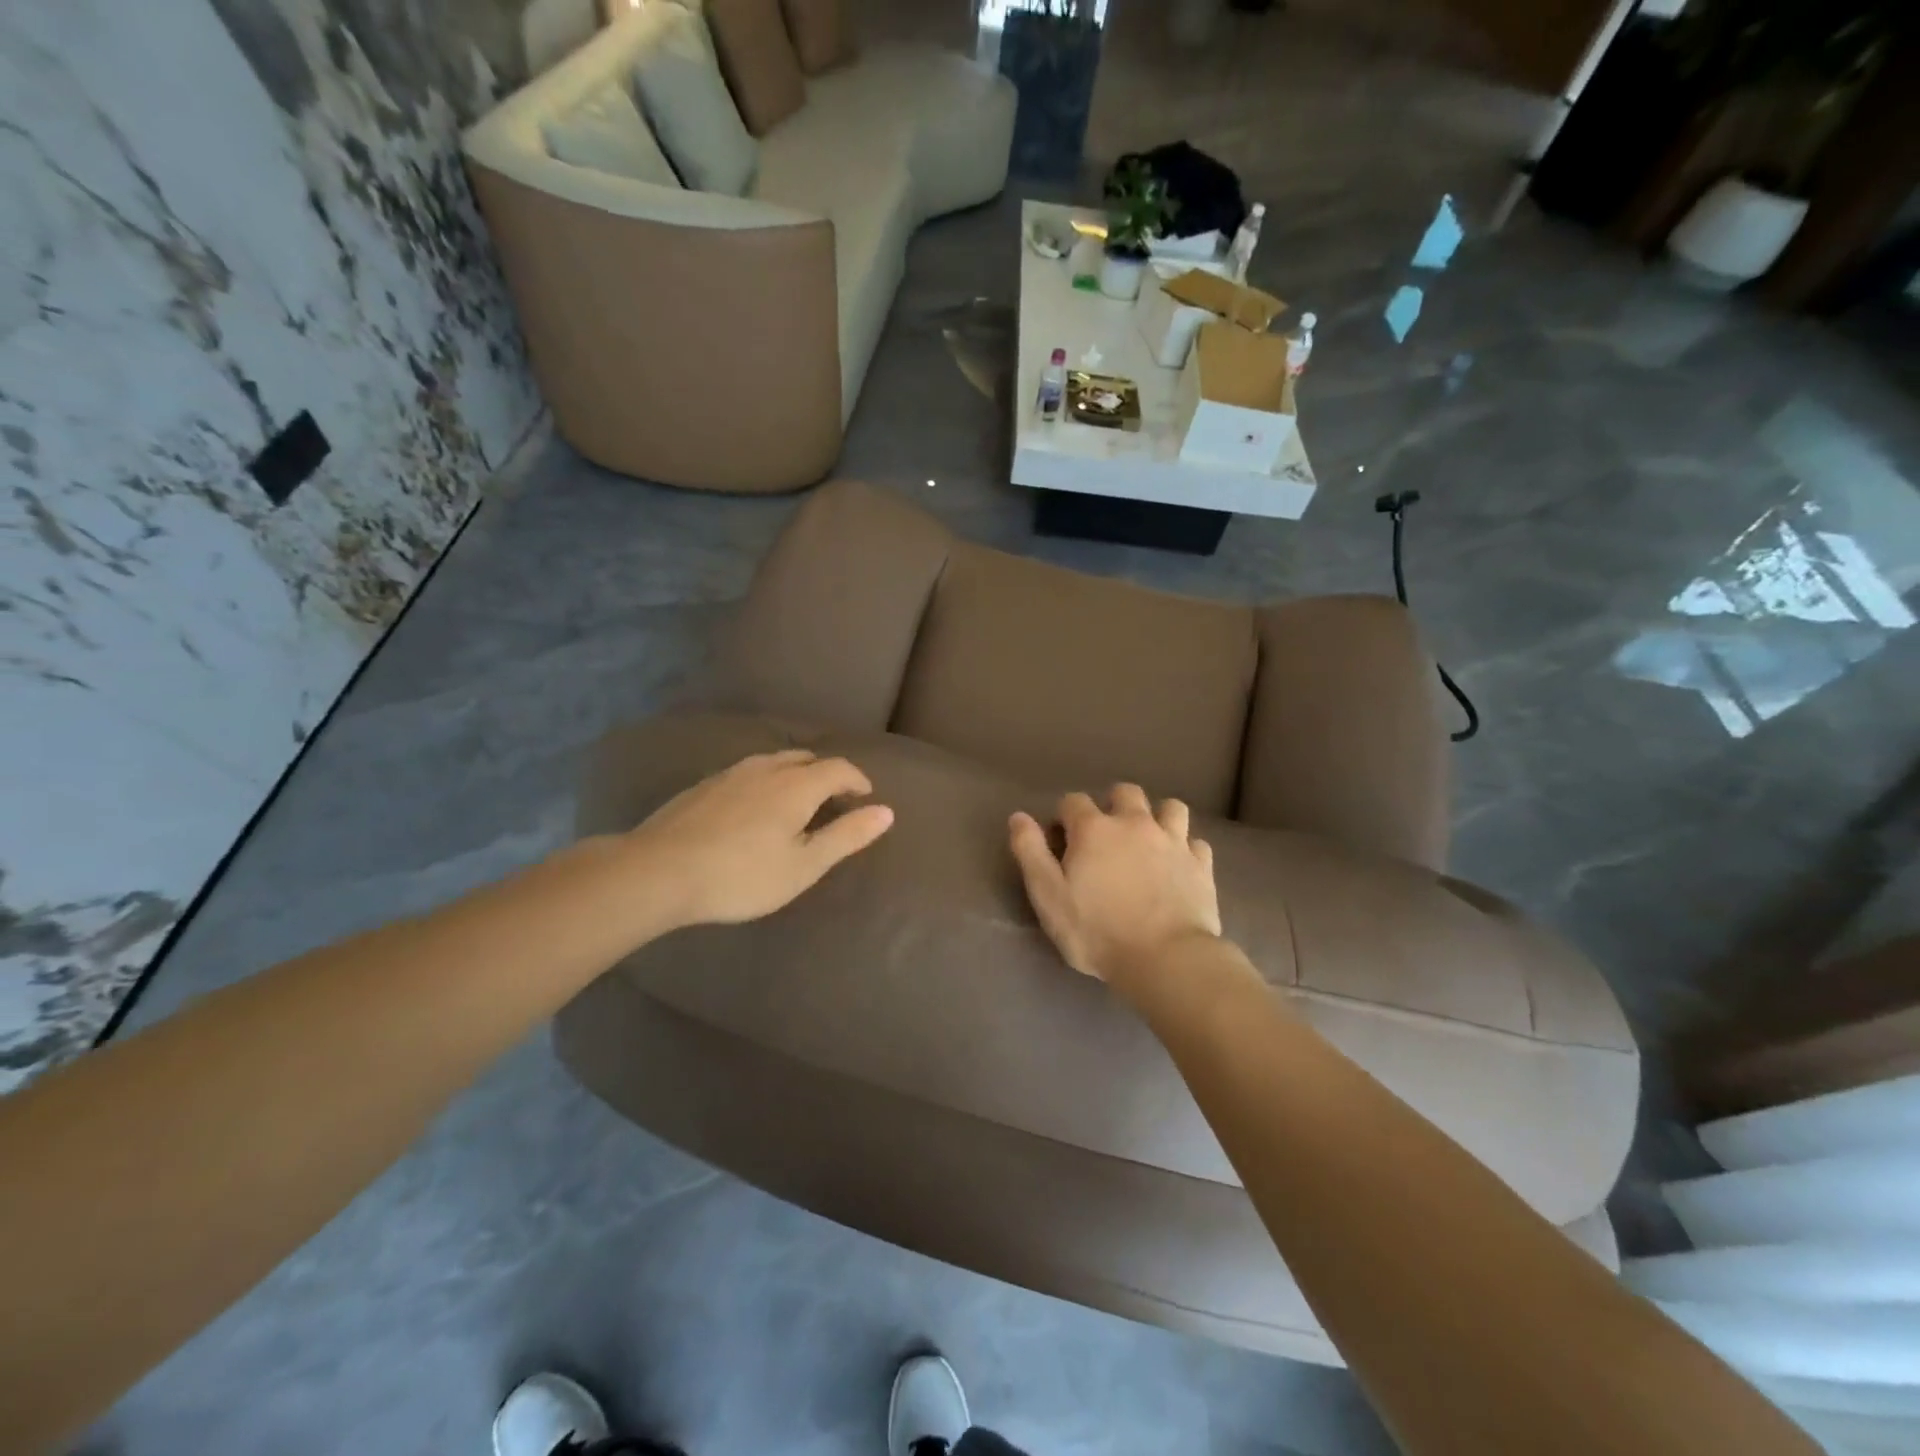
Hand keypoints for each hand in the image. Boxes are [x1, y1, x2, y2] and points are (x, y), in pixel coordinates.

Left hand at [629, 750, 893, 928]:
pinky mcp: (704, 785)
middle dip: (827, 773)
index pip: (838, 768)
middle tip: (835, 798)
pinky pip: (748, 773)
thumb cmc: (741, 875)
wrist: (658, 871)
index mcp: (796, 785)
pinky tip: (754, 807)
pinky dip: (766, 781)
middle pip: (805, 758)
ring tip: (797, 800)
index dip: (857, 779)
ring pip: (773, 762)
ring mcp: (731, 774)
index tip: (866, 796)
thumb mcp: (804, 865)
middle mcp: (766, 768)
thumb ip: (846, 836)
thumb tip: (886, 811)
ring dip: (795, 774)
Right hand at [1009, 784, 1220, 987]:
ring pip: (1169, 807)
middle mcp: (1135, 823)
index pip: (1073, 801)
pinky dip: (1186, 848)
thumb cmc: (1097, 932)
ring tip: (1148, 839)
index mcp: (1094, 829)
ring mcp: (1173, 841)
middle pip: (1125, 792)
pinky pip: (1196, 842)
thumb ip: (1031, 853)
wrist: (1167, 959)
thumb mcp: (1049, 897)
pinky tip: (1179, 865)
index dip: (1064, 817)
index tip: (1061, 840)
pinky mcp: (1201, 864)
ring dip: (1157, 816)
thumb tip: (1018, 817)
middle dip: (1113, 804)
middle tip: (1106, 835)